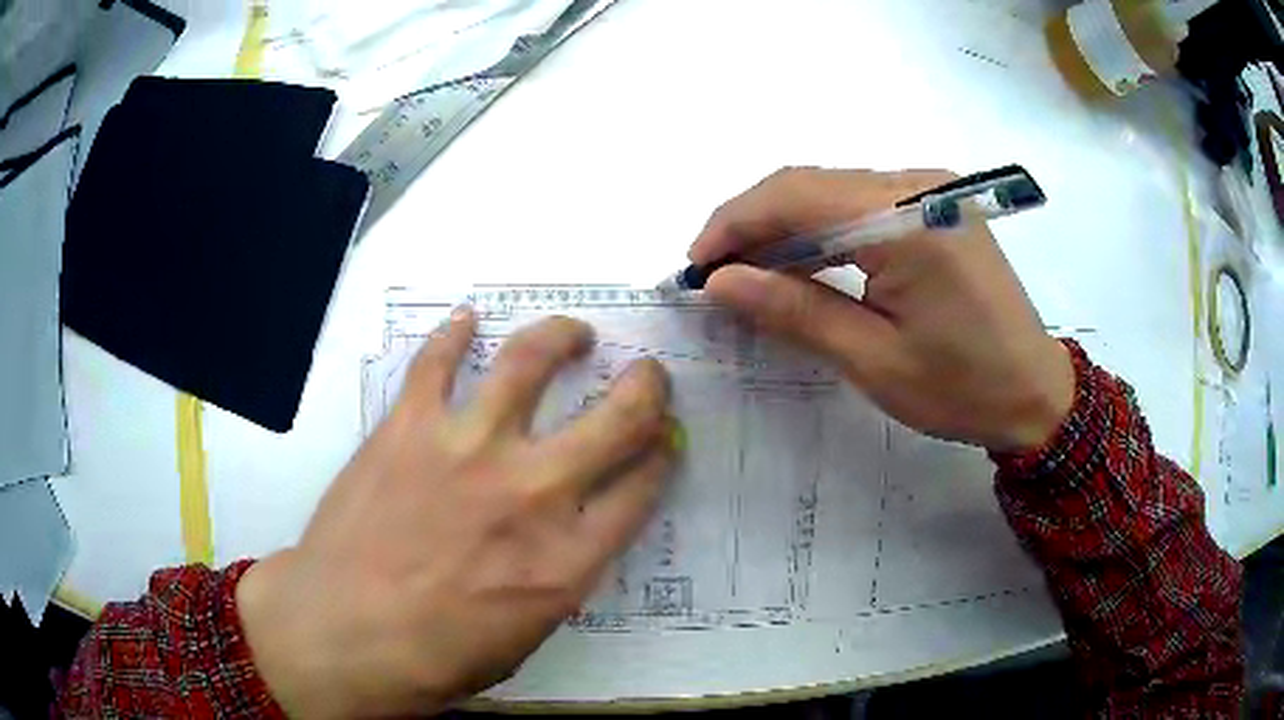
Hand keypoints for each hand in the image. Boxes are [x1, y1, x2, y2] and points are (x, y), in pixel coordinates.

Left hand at [236, 311, 674, 716]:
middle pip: (617, 419)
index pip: (641, 489)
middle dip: (646, 389)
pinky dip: (454, 334)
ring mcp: (466, 449)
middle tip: (647, 376)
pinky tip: (467, 321)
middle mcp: (531, 492)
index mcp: (566, 559)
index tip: (663, 442)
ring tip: (573, 332)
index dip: (661, 458)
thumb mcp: (524, 638)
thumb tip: (573, 536)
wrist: (339, 634)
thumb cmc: (433, 659)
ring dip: (562, 337)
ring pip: (530, 362)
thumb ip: (558, 578)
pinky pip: (436, 362)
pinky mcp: (407, 427)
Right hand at [691, 167, 1073, 451]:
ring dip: (786, 225)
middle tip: (718, 275)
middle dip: (754, 224)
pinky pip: (862, 202)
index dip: (734, 224)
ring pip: (832, 189)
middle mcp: (917, 184)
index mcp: (905, 219)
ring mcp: (930, 188)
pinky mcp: (936, 204)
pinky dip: (823, 228)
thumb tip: (721, 282)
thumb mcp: (873, 360)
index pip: (795, 195)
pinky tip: (805, 262)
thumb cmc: (962, 388)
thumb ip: (795, 310)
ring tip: (752, 273)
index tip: (697, 267)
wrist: (1035, 391)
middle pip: (809, 183)